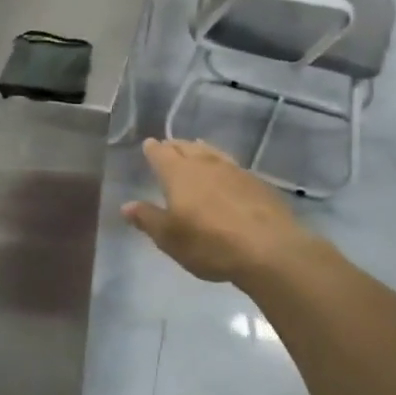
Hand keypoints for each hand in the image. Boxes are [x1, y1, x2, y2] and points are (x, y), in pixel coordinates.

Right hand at [123, 138, 323, 284]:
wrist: (269, 250)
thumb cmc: (210, 244)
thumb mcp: (169, 238)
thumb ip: (147, 219)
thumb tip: (126, 206)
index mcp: (179, 174)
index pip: (161, 154)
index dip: (154, 149)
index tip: (149, 144)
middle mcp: (205, 165)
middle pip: (187, 148)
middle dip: (175, 146)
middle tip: (169, 146)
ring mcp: (235, 171)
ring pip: (212, 153)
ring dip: (201, 150)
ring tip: (196, 149)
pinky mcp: (257, 183)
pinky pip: (233, 166)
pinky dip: (223, 165)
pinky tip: (226, 174)